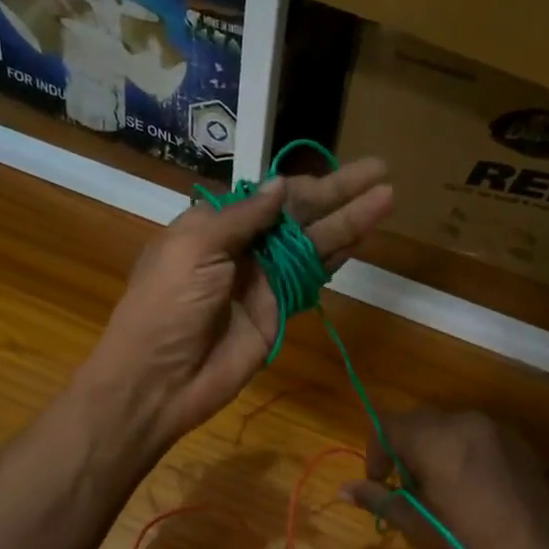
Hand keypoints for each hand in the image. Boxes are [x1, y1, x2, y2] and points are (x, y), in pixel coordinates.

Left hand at [82, 157, 393, 450]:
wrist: (160, 378)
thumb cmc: (167, 304)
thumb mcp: (195, 246)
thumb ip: (242, 216)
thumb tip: (280, 185)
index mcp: (214, 226)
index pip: (267, 196)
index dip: (304, 183)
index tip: (340, 169)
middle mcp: (242, 249)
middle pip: (299, 215)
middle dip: (339, 194)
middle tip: (381, 171)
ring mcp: (264, 282)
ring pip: (313, 244)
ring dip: (349, 222)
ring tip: (388, 197)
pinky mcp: (279, 312)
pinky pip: (312, 279)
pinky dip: (337, 258)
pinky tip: (364, 237)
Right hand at [342, 408, 548, 548]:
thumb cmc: (469, 547)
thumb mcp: (418, 525)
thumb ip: (379, 498)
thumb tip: (344, 490)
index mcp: (435, 439)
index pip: (388, 426)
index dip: (375, 452)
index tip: (380, 484)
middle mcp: (464, 422)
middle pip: (419, 422)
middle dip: (404, 448)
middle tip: (407, 488)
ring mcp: (496, 429)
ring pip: (449, 427)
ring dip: (434, 448)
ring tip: (440, 489)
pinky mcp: (519, 443)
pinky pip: (478, 436)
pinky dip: (463, 451)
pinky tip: (472, 488)